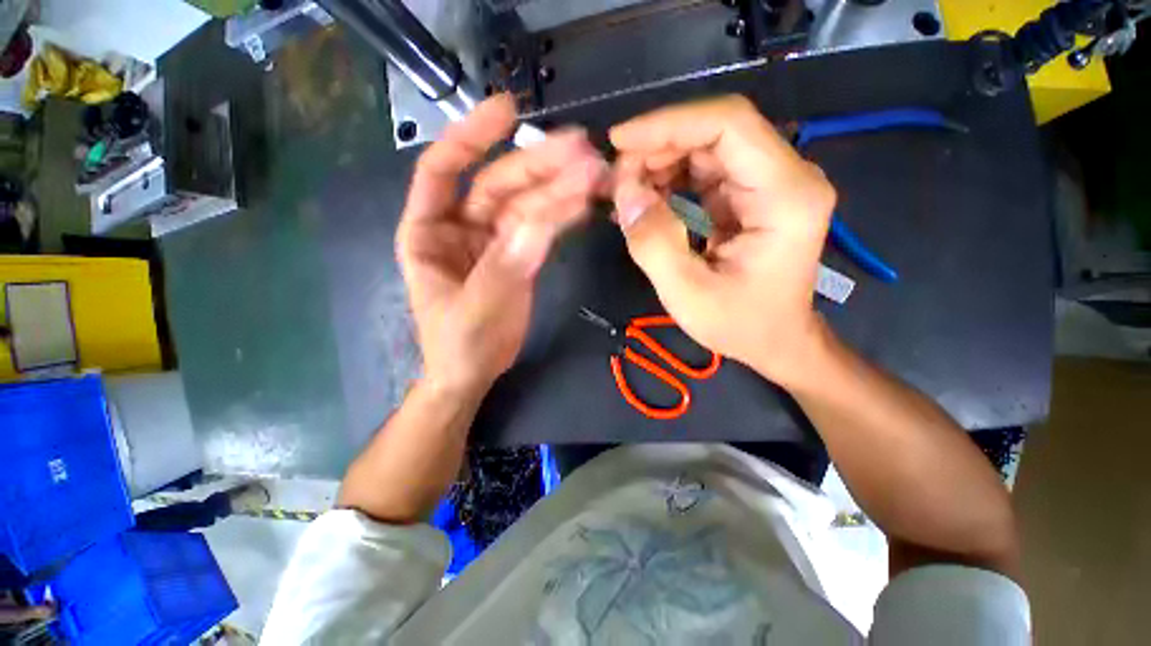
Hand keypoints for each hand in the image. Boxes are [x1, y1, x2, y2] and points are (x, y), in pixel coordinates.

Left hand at [397, 94, 605, 394]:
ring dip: (558, 189)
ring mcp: (492, 241)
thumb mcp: (479, 305)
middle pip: (499, 185)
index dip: (470, 136)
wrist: (474, 372)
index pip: (444, 170)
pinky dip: (561, 216)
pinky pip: (540, 229)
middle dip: (537, 166)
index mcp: (429, 233)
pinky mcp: (518, 257)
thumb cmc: (460, 343)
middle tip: (581, 149)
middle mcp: (460, 228)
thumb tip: (543, 220)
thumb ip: (508, 263)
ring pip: (526, 206)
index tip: (507, 112)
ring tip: (594, 172)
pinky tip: (584, 203)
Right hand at [610, 95, 835, 385]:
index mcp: (786, 196)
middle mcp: (786, 177)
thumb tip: (625, 194)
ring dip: (660, 163)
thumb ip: (654, 243)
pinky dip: (669, 181)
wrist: (775, 341)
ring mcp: (768, 185)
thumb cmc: (741, 324)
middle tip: (617, 178)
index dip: (669, 124)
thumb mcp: (689, 294)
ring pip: (706, 150)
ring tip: (625, 191)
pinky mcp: (749, 198)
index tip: (619, 142)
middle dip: (658, 147)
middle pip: (715, 133)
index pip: (729, 125)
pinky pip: (704, 173)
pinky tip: (643, 200)